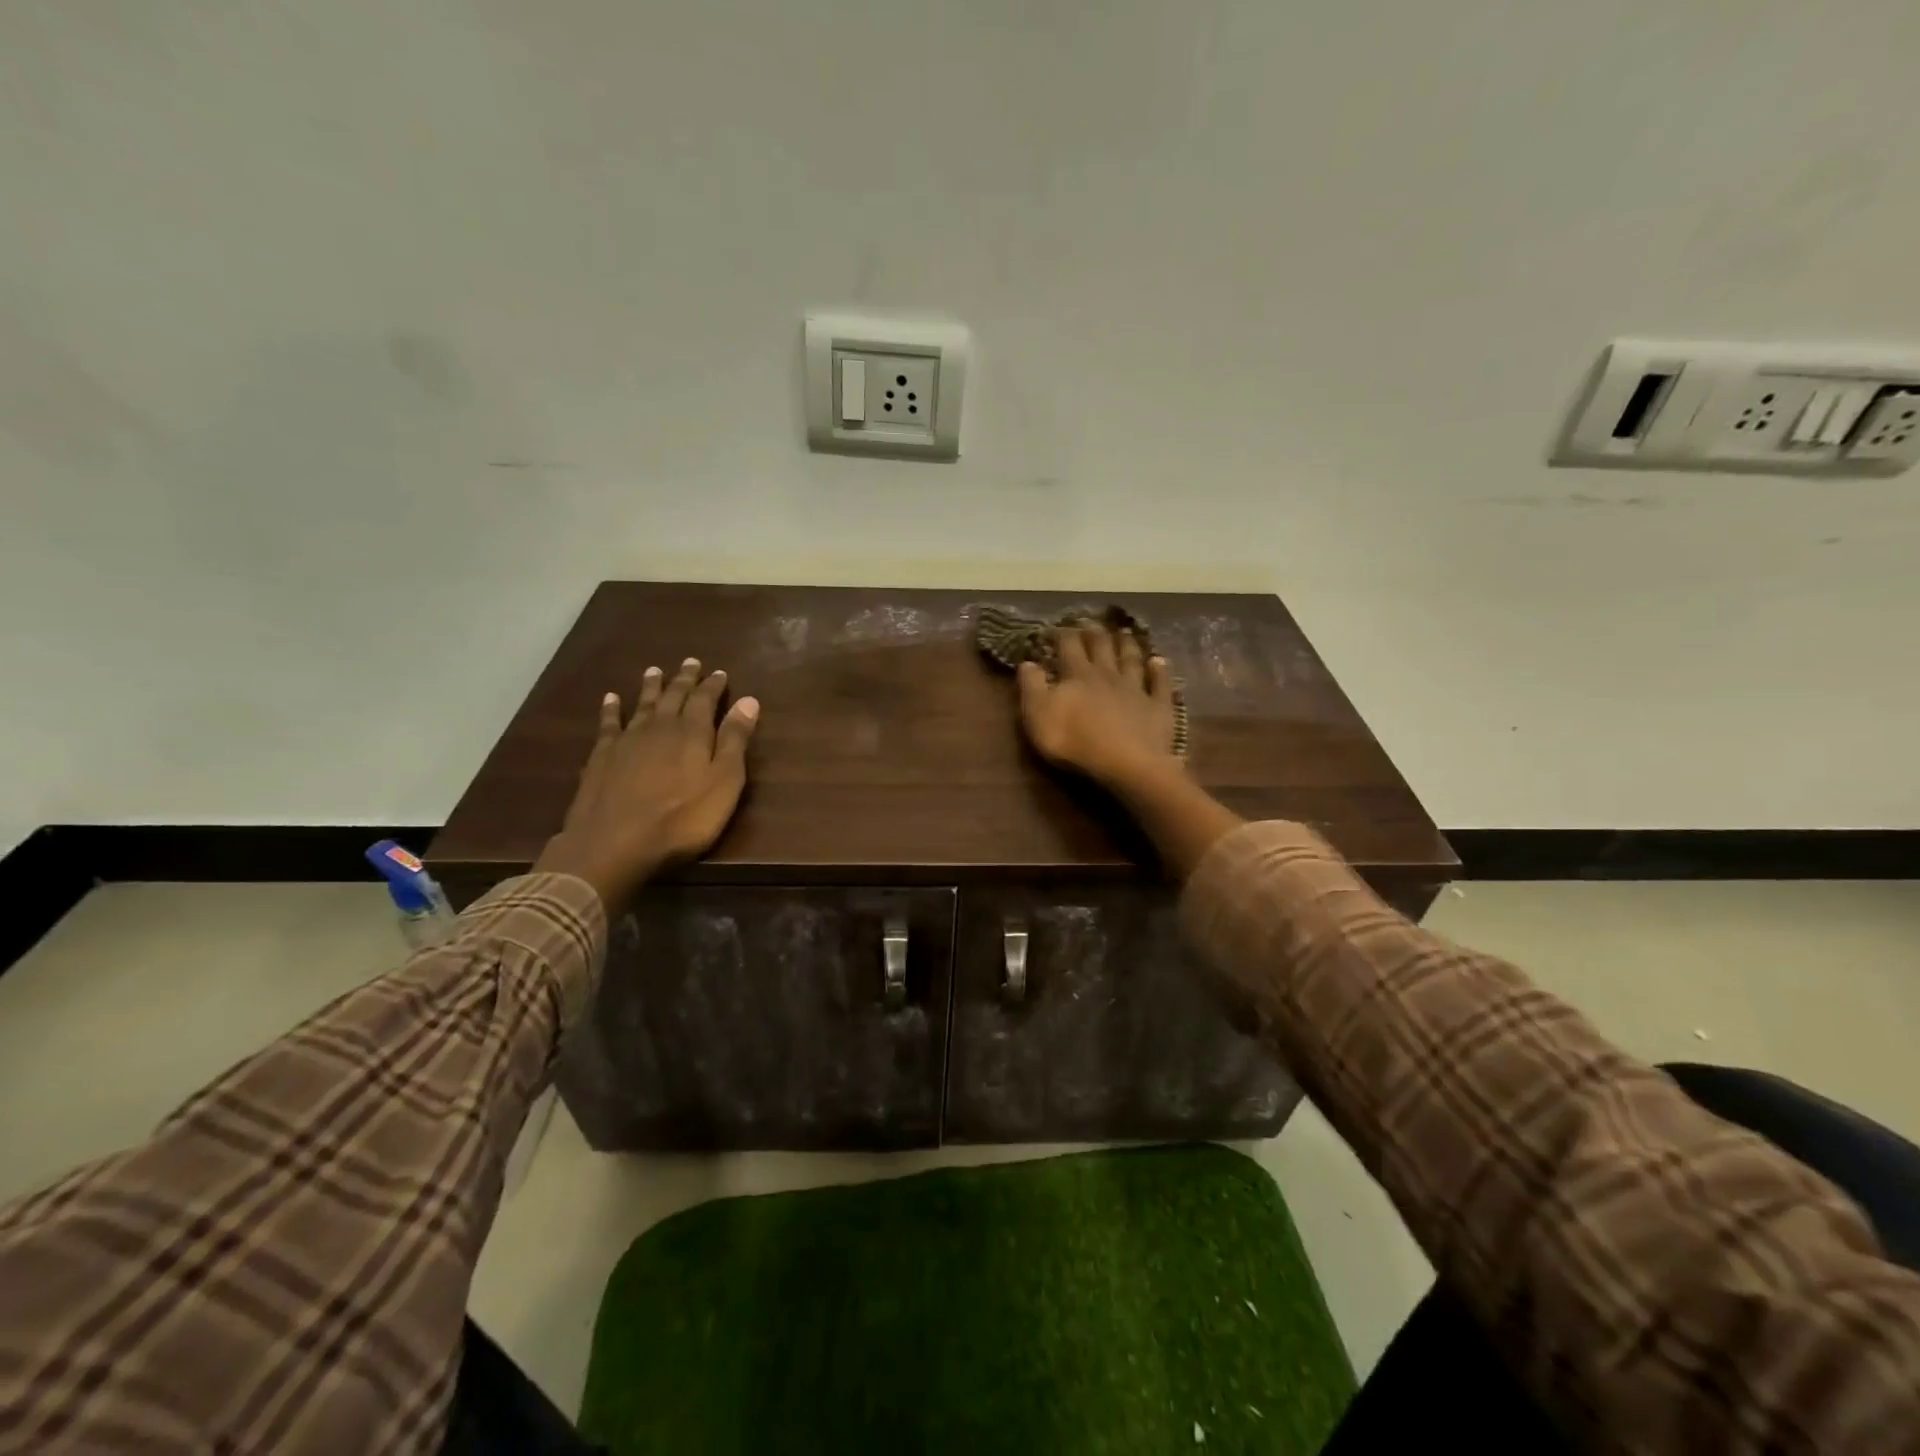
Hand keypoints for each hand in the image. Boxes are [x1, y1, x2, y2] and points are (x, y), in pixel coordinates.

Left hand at [534, 658, 759, 909]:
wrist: (616, 842)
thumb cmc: (683, 818)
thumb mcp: (724, 782)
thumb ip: (735, 740)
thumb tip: (749, 700)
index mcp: (693, 732)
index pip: (705, 699)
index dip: (713, 685)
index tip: (719, 672)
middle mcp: (660, 727)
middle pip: (674, 696)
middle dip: (684, 679)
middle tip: (690, 662)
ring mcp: (628, 740)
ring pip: (643, 704)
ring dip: (651, 687)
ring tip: (655, 670)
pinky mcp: (602, 756)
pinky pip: (609, 723)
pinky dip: (611, 709)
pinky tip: (611, 699)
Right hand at [1016, 622, 1177, 789]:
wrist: (1126, 763)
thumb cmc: (1075, 741)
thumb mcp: (1039, 715)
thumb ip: (1032, 687)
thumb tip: (1027, 662)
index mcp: (1078, 675)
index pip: (1068, 646)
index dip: (1061, 634)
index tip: (1053, 628)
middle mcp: (1108, 675)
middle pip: (1101, 647)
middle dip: (1093, 632)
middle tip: (1089, 621)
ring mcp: (1136, 689)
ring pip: (1131, 660)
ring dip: (1127, 644)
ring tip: (1124, 632)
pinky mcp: (1158, 707)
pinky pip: (1160, 684)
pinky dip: (1159, 670)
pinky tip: (1159, 661)